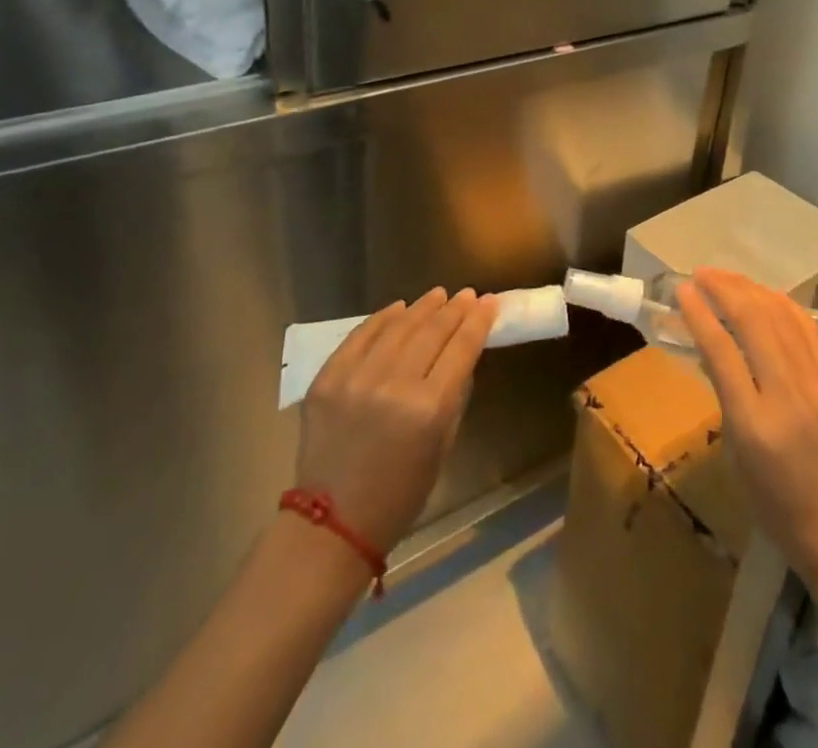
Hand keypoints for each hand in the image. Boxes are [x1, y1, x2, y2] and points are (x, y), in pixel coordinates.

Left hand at [296, 287, 497, 555]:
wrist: (332, 524)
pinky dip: (382, 318)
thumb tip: (463, 353)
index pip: (461, 348)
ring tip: (438, 295)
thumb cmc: (400, 493)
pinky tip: (399, 307)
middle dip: (454, 309)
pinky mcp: (327, 380)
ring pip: (398, 327)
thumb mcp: (443, 445)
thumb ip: (455, 394)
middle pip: (432, 332)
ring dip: (422, 307)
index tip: (490, 301)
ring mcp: (356, 379)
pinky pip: (359, 336)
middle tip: (467, 294)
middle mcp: (393, 386)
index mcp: (429, 409)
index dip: (478, 321)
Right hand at [677, 269, 817, 591]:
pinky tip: (767, 296)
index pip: (721, 351)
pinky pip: (808, 329)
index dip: (699, 313)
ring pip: (782, 316)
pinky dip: (783, 305)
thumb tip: (717, 348)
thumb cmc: (779, 506)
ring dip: (751, 289)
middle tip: (702, 274)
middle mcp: (789, 395)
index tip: (683, 290)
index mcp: (755, 424)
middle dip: (724, 289)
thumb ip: (728, 398)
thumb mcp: (738, 456)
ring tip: (728, 278)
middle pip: (753, 321)